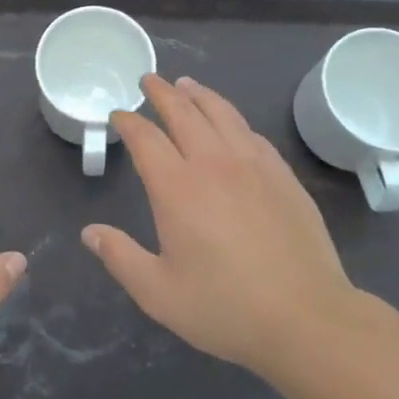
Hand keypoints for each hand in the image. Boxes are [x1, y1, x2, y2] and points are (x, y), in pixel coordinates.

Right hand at [83, 75, 364, 382]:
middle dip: (161, 92)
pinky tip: (231, 124)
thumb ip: (120, 257)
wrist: (308, 318)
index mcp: (177, 187)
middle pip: (183, 111)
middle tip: (149, 80)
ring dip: (199, 94)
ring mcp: (252, 165)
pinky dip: (233, 119)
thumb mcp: (159, 292)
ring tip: (186, 84)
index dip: (128, 122)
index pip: (145, 138)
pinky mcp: (282, 176)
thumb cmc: (226, 308)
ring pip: (221, 113)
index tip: (118, 116)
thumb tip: (90, 232)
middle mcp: (213, 163)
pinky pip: (251, 133)